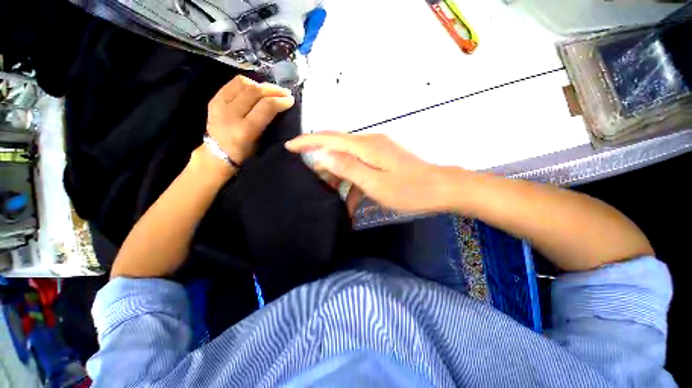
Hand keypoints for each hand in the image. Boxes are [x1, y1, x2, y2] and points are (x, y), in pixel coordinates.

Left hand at [206, 75, 294, 164]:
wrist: (218, 154)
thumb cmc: (245, 153)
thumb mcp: (261, 143)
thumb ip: (269, 124)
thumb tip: (281, 107)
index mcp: (245, 130)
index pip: (266, 106)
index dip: (280, 101)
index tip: (291, 100)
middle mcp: (231, 114)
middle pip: (255, 92)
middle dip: (274, 90)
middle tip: (285, 92)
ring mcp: (220, 104)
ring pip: (244, 83)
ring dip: (261, 85)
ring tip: (272, 90)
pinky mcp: (214, 98)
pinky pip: (234, 83)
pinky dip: (248, 83)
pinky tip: (257, 88)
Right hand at [286, 132, 454, 213]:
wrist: (441, 188)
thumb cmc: (410, 190)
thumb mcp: (375, 184)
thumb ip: (348, 168)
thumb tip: (322, 155)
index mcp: (366, 147)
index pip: (330, 138)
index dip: (308, 141)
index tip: (289, 146)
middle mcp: (370, 143)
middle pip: (338, 148)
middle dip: (322, 163)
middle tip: (311, 182)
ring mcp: (378, 151)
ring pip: (349, 159)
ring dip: (339, 177)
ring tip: (331, 196)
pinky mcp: (383, 159)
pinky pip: (361, 168)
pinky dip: (353, 182)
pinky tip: (351, 201)